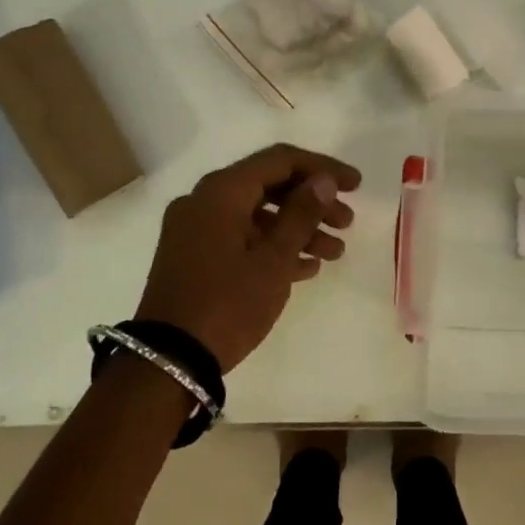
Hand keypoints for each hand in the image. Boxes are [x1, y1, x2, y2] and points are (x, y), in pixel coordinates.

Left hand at [134, 144, 360, 371]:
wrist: (168, 364)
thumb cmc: (227, 304)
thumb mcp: (274, 259)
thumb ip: (302, 213)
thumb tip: (324, 180)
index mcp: (221, 191)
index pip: (281, 160)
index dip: (323, 168)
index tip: (356, 185)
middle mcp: (204, 200)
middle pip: (270, 186)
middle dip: (313, 202)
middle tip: (347, 222)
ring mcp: (196, 230)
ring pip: (258, 214)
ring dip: (298, 228)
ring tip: (335, 253)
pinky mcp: (194, 257)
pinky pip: (241, 237)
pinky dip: (273, 246)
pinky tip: (307, 268)